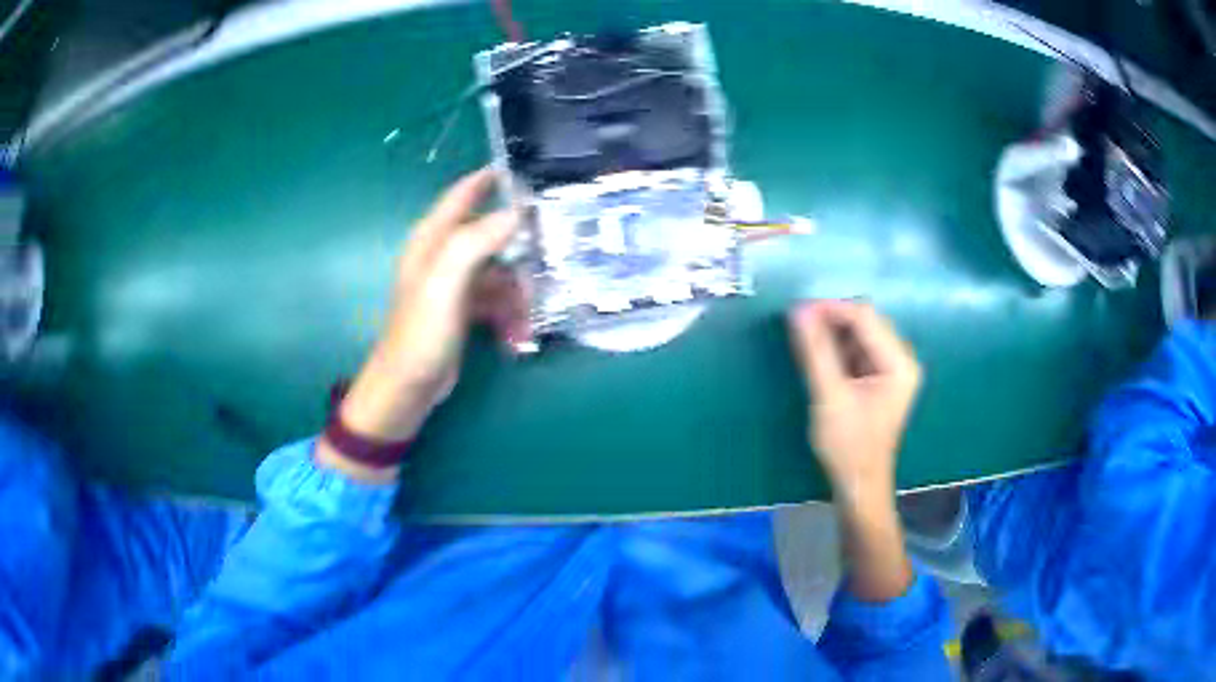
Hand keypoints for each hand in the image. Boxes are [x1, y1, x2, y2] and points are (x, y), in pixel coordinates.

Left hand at [319, 168, 527, 479]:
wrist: (407, 388)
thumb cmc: (420, 334)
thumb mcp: (445, 285)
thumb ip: (475, 243)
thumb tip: (516, 212)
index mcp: (433, 239)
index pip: (464, 193)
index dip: (492, 177)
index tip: (530, 171)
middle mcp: (445, 254)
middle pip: (492, 233)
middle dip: (522, 246)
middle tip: (553, 255)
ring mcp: (456, 283)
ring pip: (501, 271)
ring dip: (518, 292)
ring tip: (528, 317)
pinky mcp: (465, 309)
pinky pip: (497, 300)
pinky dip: (510, 315)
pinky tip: (516, 337)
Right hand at [788, 299, 920, 601]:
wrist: (858, 485)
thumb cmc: (848, 446)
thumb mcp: (830, 397)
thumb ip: (816, 352)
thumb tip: (798, 312)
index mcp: (899, 363)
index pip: (865, 317)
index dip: (831, 309)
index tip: (796, 312)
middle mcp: (901, 359)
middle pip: (865, 322)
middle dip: (831, 319)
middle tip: (797, 323)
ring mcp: (892, 369)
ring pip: (860, 334)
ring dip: (832, 332)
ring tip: (802, 337)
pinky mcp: (879, 378)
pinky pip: (857, 349)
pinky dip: (837, 347)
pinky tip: (817, 353)